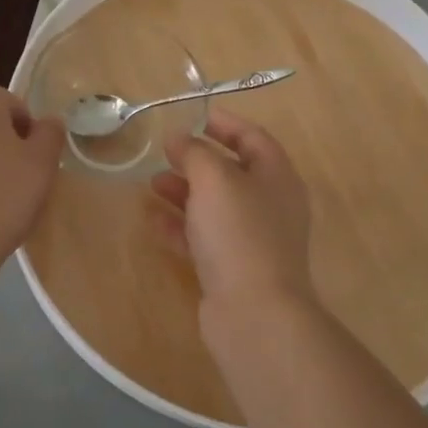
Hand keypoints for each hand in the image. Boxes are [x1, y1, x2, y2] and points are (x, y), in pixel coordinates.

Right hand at [149, 110, 317, 323]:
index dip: (224, 123)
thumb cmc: (239, 233)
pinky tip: (152, 220)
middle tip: (164, 153)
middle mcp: (269, 205)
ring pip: (215, 206)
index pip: (253, 138)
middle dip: (196, 161)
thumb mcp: (214, 180)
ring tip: (150, 184)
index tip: (192, 115)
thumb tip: (178, 138)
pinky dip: (179, 226)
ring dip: (184, 193)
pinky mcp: (233, 268)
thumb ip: (194, 152)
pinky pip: (204, 238)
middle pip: (232, 173)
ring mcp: (252, 239)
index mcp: (277, 176)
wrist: (254, 312)